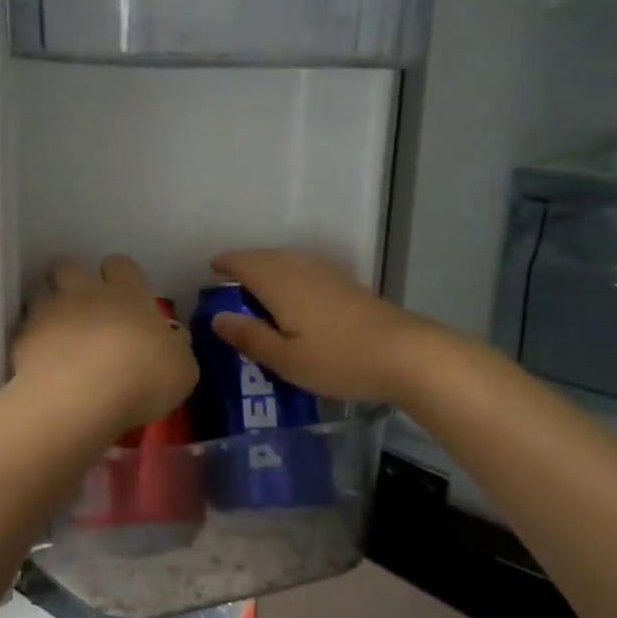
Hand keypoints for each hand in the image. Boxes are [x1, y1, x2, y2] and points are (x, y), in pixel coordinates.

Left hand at [12, 255, 197, 434]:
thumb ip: (175, 348)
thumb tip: (172, 339)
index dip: (120, 276)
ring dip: (47, 304)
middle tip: (83, 305)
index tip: (125, 297)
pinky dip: (31, 340)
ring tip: (56, 329)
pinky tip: (40, 361)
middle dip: (72, 278)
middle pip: (69, 263)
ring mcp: (49, 311)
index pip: (120, 263)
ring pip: (40, 290)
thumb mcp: (182, 369)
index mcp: (128, 292)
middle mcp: (85, 291)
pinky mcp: (22, 338)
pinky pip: (24, 329)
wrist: (81, 399)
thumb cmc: (143, 378)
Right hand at [208, 249, 433, 405]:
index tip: (210, 270)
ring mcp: (327, 274)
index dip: (224, 263)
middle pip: (265, 257)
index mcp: (278, 283)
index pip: (243, 262)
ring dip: (268, 268)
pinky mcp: (347, 284)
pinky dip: (289, 276)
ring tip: (256, 289)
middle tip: (229, 282)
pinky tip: (295, 296)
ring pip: (287, 261)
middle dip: (244, 264)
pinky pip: (305, 270)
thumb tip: (217, 317)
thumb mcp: (286, 359)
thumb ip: (249, 336)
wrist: (406, 354)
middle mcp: (300, 269)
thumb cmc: (338, 360)